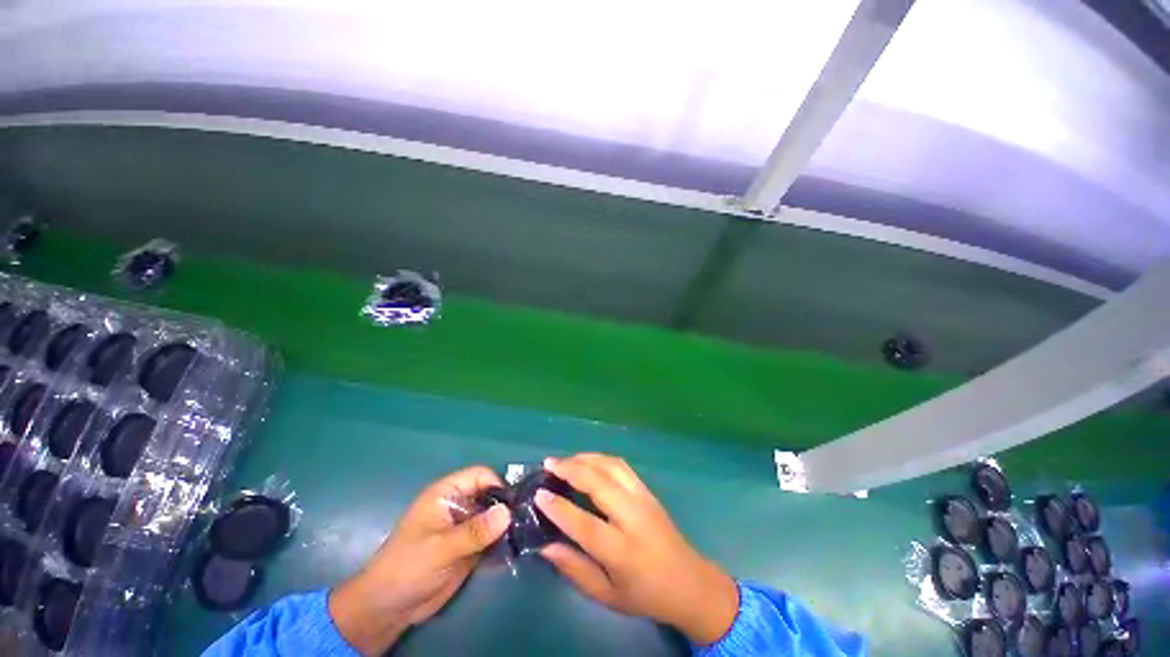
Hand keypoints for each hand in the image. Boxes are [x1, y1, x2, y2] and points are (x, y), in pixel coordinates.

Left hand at [328, 466, 511, 654]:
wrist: (389, 608)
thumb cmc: (408, 568)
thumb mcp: (440, 549)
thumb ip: (474, 531)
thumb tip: (507, 512)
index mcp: (446, 493)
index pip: (479, 475)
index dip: (497, 485)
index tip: (513, 505)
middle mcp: (458, 504)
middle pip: (490, 493)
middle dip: (506, 505)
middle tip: (525, 520)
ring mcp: (465, 526)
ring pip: (493, 515)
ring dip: (507, 524)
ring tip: (524, 534)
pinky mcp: (469, 545)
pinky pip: (491, 536)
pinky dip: (502, 540)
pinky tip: (515, 548)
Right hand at [536, 454, 738, 645]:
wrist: (690, 582)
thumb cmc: (646, 595)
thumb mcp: (607, 595)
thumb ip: (575, 570)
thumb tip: (545, 546)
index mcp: (623, 552)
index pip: (585, 524)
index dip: (559, 508)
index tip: (538, 495)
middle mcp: (634, 517)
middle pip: (599, 483)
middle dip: (570, 469)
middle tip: (548, 464)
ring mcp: (644, 498)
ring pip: (612, 466)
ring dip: (585, 458)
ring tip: (564, 460)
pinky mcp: (648, 490)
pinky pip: (621, 466)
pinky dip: (600, 458)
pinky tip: (588, 461)